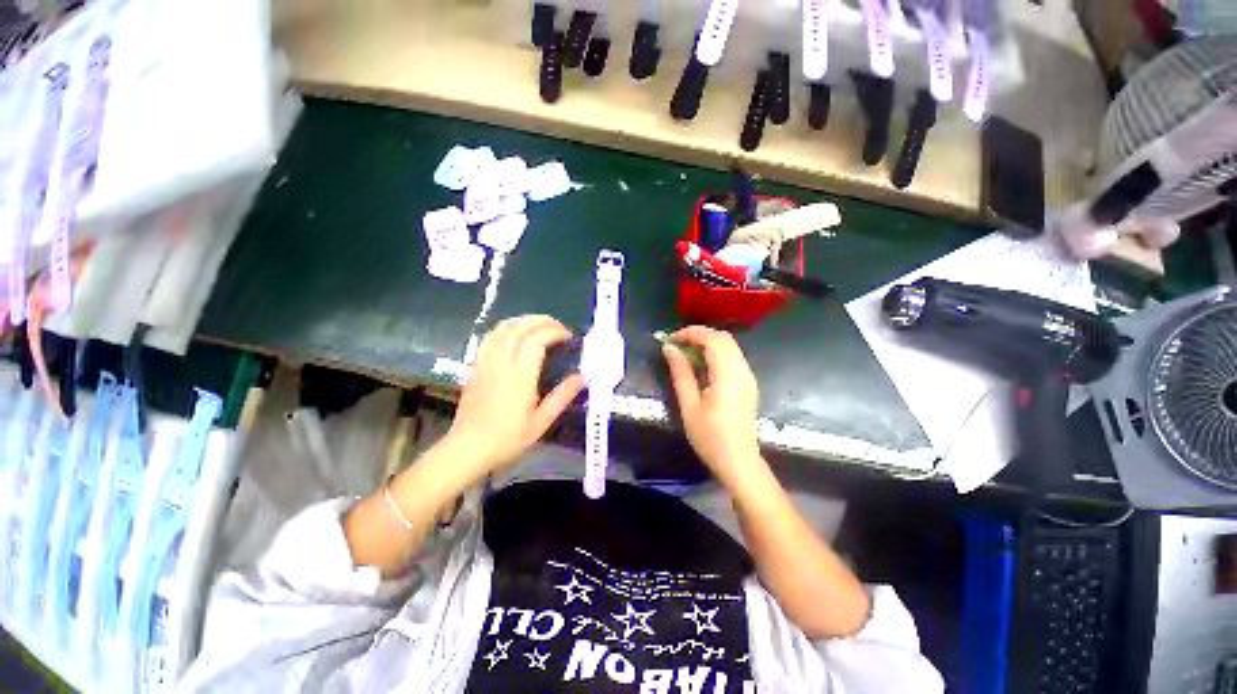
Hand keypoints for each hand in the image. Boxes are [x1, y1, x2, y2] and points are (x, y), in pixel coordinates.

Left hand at [447, 315, 583, 476]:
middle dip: (542, 321)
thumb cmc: (507, 439)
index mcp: (520, 377)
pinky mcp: (476, 366)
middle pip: (520, 328)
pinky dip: (507, 328)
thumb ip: (561, 397)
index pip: (536, 340)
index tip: (568, 336)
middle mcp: (501, 364)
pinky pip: (491, 337)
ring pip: (503, 328)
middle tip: (558, 327)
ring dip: (524, 321)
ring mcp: (486, 362)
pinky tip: (516, 334)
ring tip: (540, 325)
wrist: (467, 448)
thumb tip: (580, 377)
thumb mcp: (541, 423)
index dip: (554, 332)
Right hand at [662, 326, 762, 483]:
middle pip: (724, 338)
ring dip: (708, 342)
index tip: (671, 340)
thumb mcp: (689, 405)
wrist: (738, 461)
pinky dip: (717, 352)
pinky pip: (733, 357)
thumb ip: (680, 373)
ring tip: (686, 353)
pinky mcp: (749, 383)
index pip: (712, 339)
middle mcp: (742, 370)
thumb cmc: (710, 437)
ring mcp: (748, 376)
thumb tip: (669, 348)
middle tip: (677, 344)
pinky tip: (702, 365)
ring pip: (730, 345)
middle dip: (699, 335)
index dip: (691, 333)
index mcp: (727, 375)